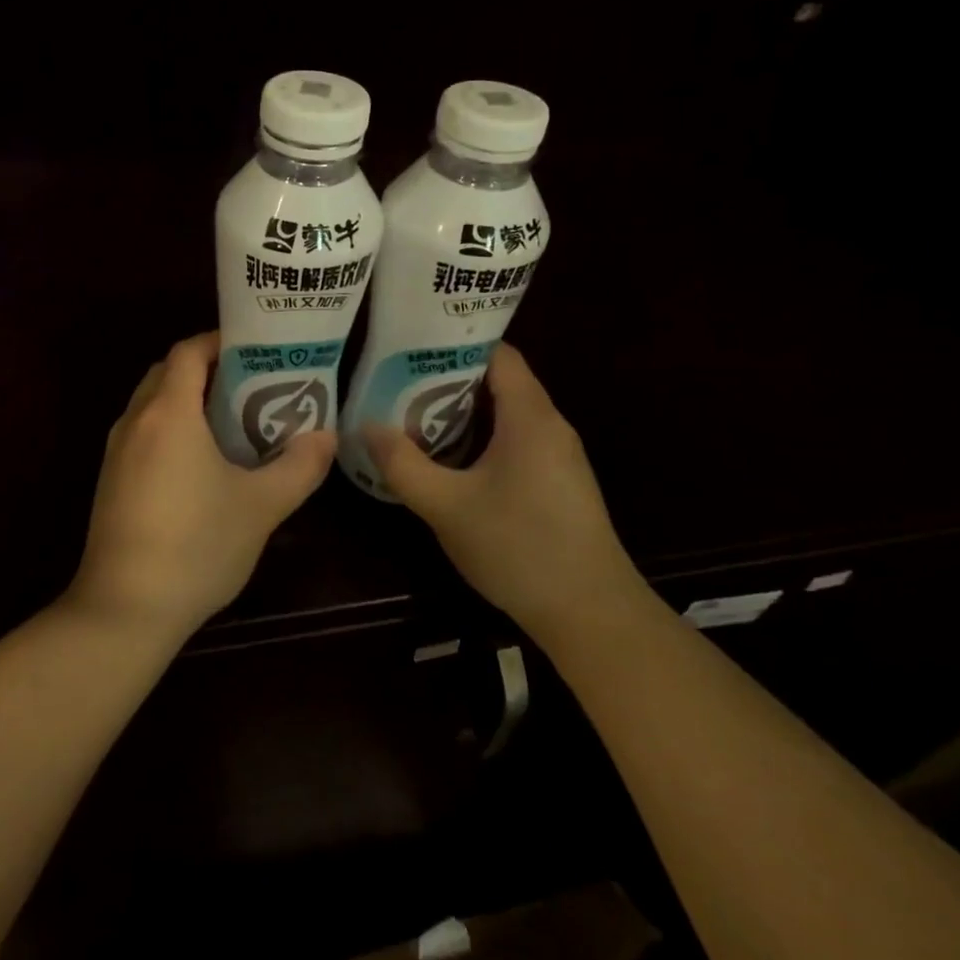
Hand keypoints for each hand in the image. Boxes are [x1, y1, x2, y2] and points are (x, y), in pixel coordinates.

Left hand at [70, 331, 336, 641]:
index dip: (220, 341)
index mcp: (168, 413)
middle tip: (254, 382)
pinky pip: (143, 432)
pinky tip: (202, 461)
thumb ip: (299, 466)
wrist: (125, 609)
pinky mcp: (111, 480)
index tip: (257, 349)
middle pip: (169, 372)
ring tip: (235, 418)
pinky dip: (172, 427)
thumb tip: (326, 437)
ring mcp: (117, 452)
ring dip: (188, 399)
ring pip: (153, 403)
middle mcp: (135, 421)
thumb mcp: (261, 506)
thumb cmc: (196, 546)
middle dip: (208, 368)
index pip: (188, 351)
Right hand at [364, 343, 634, 629]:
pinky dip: (481, 439)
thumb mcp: (447, 507)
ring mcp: (558, 456)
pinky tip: (449, 460)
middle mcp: (550, 425)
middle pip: (499, 381)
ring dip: (462, 413)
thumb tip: (367, 427)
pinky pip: (515, 441)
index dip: (454, 344)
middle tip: (398, 382)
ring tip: (412, 415)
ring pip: (506, 414)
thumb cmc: (519, 548)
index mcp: (531, 416)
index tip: (410, 347)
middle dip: (448, 379)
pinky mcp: (558, 483)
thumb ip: (403, 464)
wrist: (592, 615)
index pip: (497, 353)